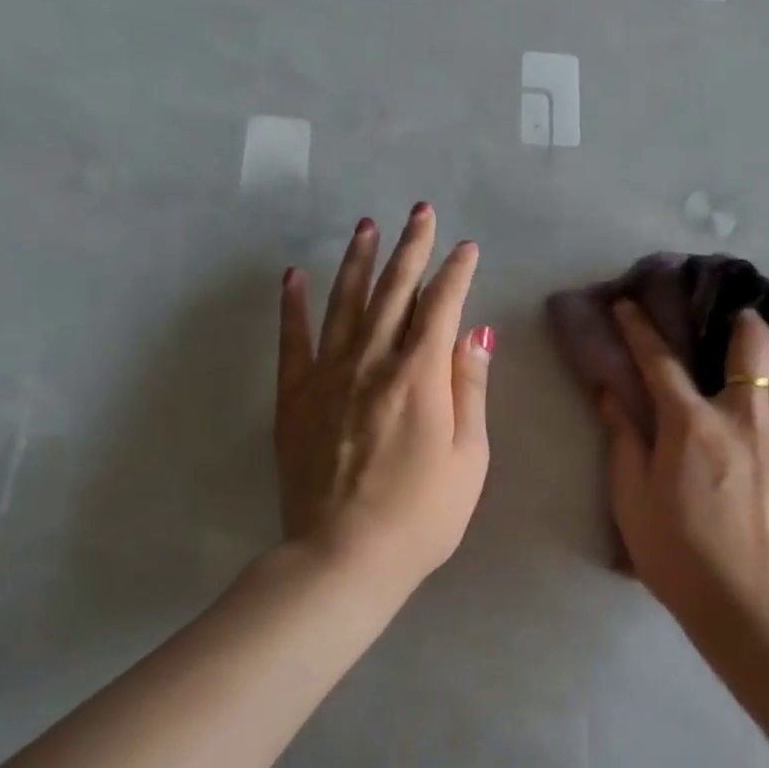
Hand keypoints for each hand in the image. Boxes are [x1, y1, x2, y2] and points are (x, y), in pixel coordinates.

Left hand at [275, 205, 491, 592]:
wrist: (345, 556)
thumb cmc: (424, 514)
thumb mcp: (470, 457)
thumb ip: (469, 389)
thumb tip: (476, 333)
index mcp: (420, 376)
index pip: (442, 307)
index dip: (456, 273)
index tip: (466, 248)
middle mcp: (372, 362)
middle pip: (393, 292)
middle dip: (411, 248)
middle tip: (420, 212)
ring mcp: (327, 377)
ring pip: (344, 303)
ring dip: (357, 261)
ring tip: (366, 226)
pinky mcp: (294, 398)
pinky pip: (292, 340)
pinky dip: (293, 305)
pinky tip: (294, 276)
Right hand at [598, 300, 768, 621]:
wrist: (745, 603)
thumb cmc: (677, 553)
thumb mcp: (631, 498)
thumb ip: (623, 439)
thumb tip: (610, 393)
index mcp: (692, 423)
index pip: (660, 360)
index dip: (640, 328)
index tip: (630, 305)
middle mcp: (748, 415)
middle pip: (754, 341)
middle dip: (743, 326)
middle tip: (738, 338)